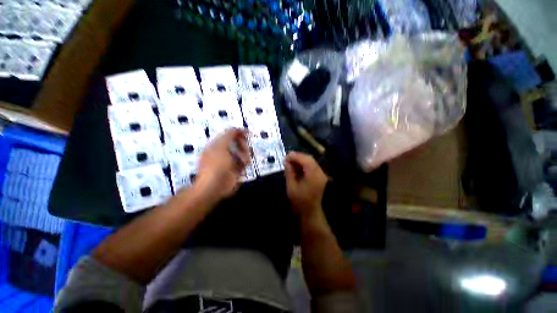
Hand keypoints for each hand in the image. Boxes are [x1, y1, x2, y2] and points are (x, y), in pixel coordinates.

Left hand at [194, 128, 249, 202]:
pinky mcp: (235, 172)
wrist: (213, 186)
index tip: (247, 133)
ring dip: (245, 154)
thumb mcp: (221, 144)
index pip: (228, 135)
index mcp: (215, 145)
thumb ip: (230, 134)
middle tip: (245, 148)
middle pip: (236, 143)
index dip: (237, 132)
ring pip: (241, 153)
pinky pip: (243, 164)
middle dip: (242, 144)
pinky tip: (244, 164)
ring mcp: (228, 163)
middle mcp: (222, 153)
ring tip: (244, 159)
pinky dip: (245, 163)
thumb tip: (238, 128)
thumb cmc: (215, 164)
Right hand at [284, 152, 327, 219]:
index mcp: (313, 175)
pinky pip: (314, 168)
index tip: (285, 157)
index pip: (305, 159)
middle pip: (310, 159)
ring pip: (312, 163)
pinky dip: (306, 166)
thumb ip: (289, 172)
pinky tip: (298, 169)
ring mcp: (322, 175)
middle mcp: (320, 173)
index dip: (295, 156)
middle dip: (298, 157)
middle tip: (287, 159)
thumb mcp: (291, 187)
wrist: (311, 213)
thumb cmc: (300, 202)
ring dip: (302, 161)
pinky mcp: (321, 178)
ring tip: (291, 164)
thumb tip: (287, 161)